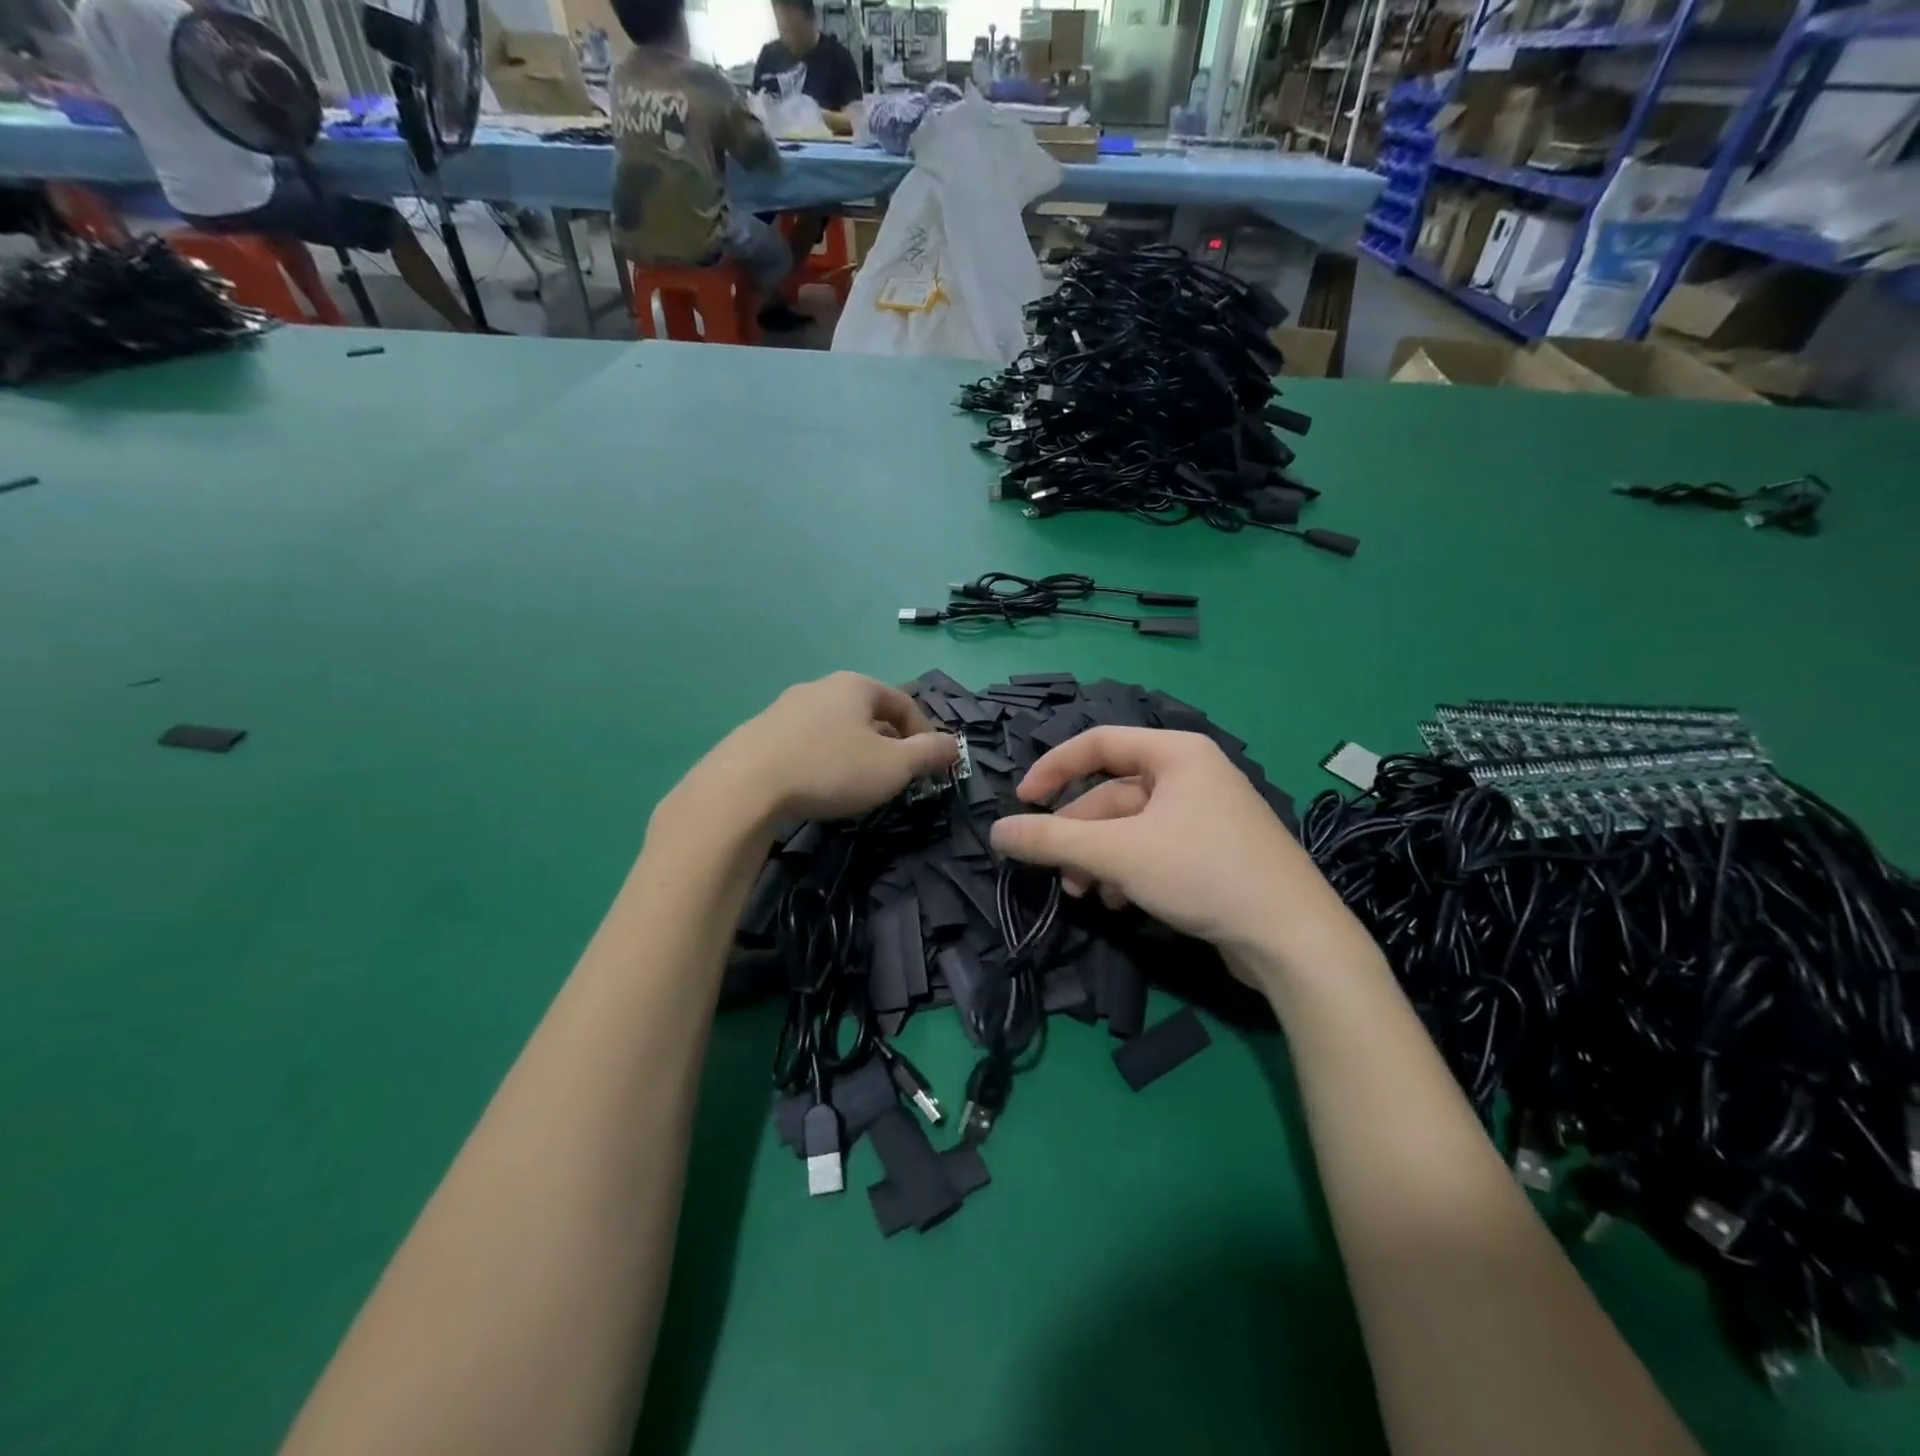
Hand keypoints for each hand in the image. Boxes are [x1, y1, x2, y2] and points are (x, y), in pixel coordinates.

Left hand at [687, 672, 958, 823]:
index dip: (925, 733)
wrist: (743, 786)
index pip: (904, 703)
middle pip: (869, 713)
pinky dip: (823, 758)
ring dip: (855, 751)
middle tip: (896, 776)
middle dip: (890, 742)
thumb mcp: (893, 766)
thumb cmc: (830, 769)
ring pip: (836, 727)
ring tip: (858, 783)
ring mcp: (785, 707)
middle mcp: (820, 686)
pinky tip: (818, 785)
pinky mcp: (760, 732)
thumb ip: (929, 753)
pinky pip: (806, 741)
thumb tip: (954, 744)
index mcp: (856, 685)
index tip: (930, 765)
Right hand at [988, 727, 1358, 972]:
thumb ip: (1051, 840)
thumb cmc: (1202, 873)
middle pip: (1113, 793)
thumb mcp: (1117, 853)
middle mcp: (1192, 775)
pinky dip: (1128, 870)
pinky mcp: (1213, 852)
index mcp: (1176, 753)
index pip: (1098, 743)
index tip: (1022, 802)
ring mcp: (1206, 815)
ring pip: (1131, 827)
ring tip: (1084, 894)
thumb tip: (996, 831)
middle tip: (1054, 870)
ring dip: (1098, 858)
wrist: (1293, 938)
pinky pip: (1154, 849)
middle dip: (1078, 834)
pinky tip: (1118, 902)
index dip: (1053, 768)